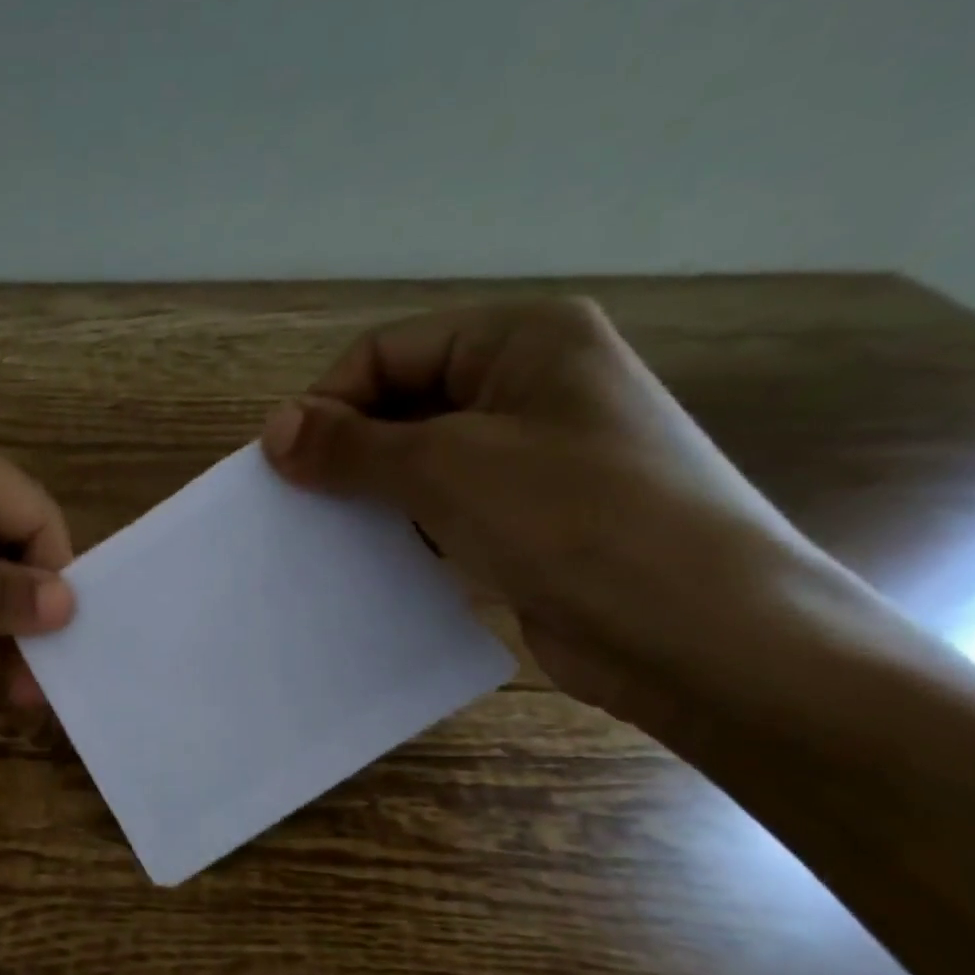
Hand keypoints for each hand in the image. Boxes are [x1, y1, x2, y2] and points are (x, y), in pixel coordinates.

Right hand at [260, 298, 843, 730]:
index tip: (284, 466)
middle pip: (405, 402)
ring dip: (372, 492)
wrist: (701, 635)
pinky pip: (448, 506)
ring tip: (327, 535)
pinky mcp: (535, 517)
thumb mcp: (445, 468)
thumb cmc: (573, 520)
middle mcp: (532, 384)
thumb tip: (273, 428)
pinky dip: (407, 526)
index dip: (329, 402)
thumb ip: (351, 445)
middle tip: (298, 504)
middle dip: (348, 450)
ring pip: (423, 458)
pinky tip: (376, 559)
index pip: (388, 352)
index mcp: (523, 339)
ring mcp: (538, 454)